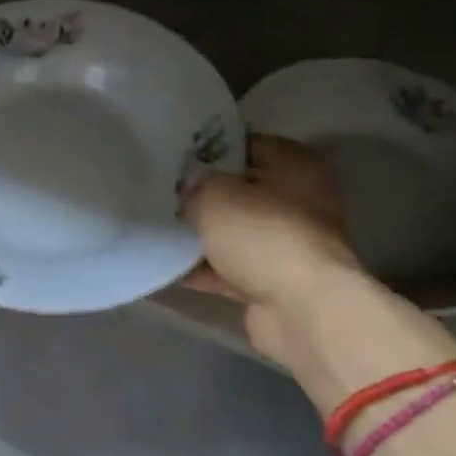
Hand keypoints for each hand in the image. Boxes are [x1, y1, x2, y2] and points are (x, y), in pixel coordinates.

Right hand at [184, 134, 455, 408]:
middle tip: (159, 195)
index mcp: (295, 164)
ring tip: (155, 230)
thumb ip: (192, 186)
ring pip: (232, 232)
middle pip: (237, 191)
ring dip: (200, 235)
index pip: (242, 145)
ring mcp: (287, 244)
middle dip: (199, 196)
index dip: (205, 151)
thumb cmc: (262, 235)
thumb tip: (183, 194)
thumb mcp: (213, 194)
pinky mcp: (274, 281)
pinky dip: (203, 269)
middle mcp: (298, 199)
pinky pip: (229, 268)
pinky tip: (166, 266)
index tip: (170, 160)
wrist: (300, 310)